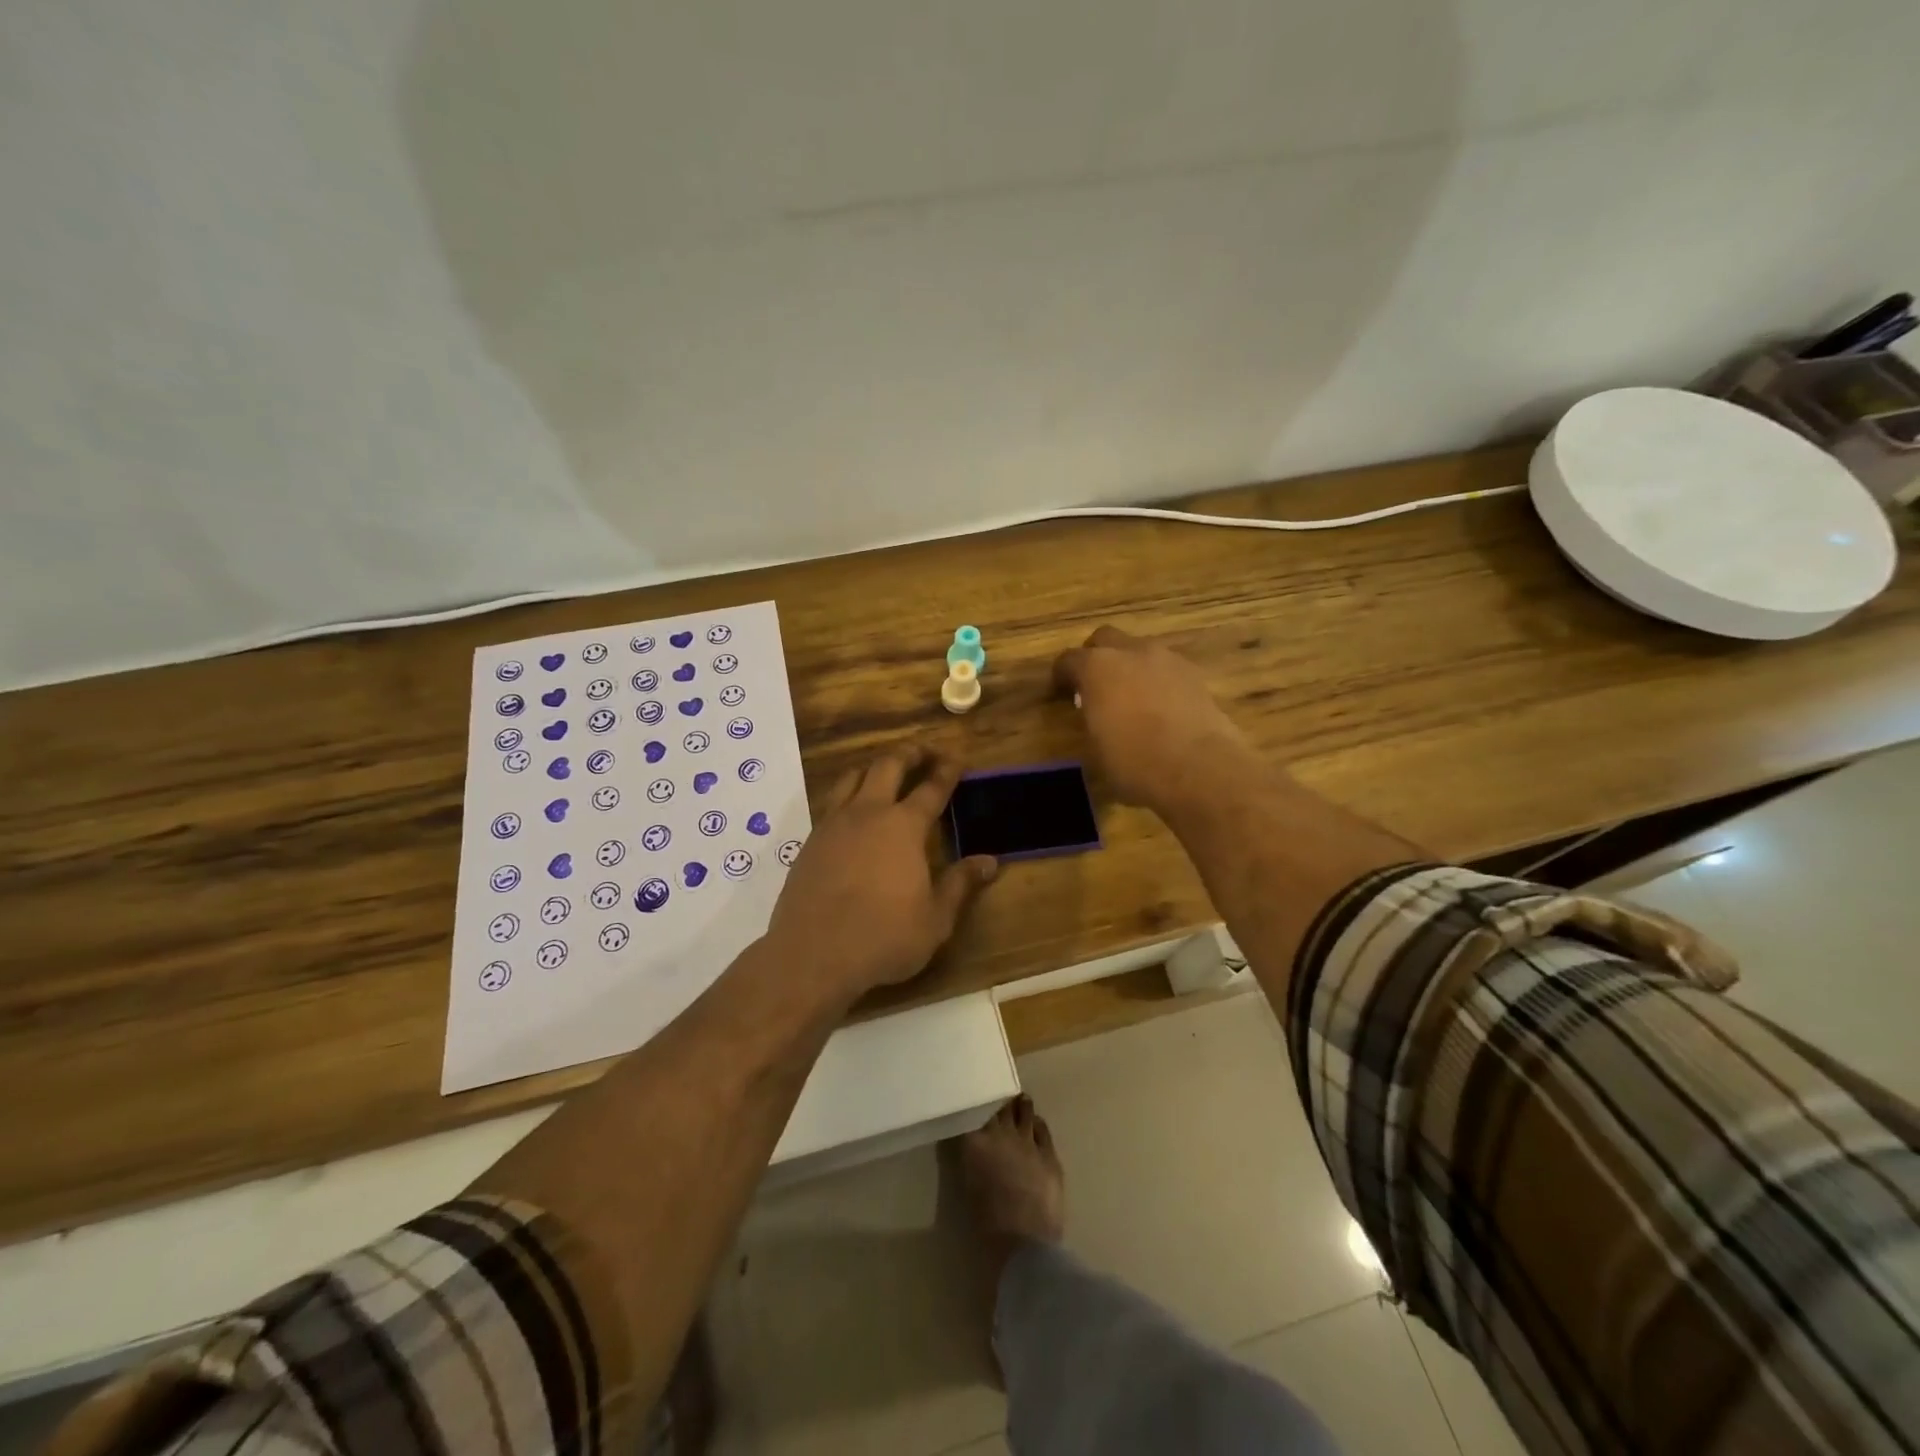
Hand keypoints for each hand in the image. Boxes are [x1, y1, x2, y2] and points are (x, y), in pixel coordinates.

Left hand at [765, 747, 997, 1001]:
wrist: (812, 955)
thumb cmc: (883, 938)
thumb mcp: (935, 919)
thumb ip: (961, 884)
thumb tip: (989, 861)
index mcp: (903, 827)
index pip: (931, 788)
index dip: (947, 771)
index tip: (957, 759)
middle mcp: (868, 813)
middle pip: (889, 765)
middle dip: (910, 753)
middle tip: (925, 753)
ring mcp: (834, 824)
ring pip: (853, 776)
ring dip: (874, 767)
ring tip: (886, 772)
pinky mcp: (811, 841)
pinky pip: (832, 801)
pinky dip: (849, 793)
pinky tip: (854, 812)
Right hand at [1054, 626, 1262, 816]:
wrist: (1199, 769)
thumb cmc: (1134, 762)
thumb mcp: (1095, 749)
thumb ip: (1090, 720)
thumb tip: (1094, 716)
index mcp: (1097, 667)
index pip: (1069, 660)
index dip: (1062, 676)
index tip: (1060, 693)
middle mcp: (1131, 652)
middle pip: (1106, 639)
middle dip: (1096, 657)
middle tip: (1095, 686)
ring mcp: (1168, 660)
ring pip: (1140, 651)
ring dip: (1131, 667)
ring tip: (1131, 698)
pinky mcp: (1196, 675)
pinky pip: (1167, 669)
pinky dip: (1158, 681)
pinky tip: (1160, 708)